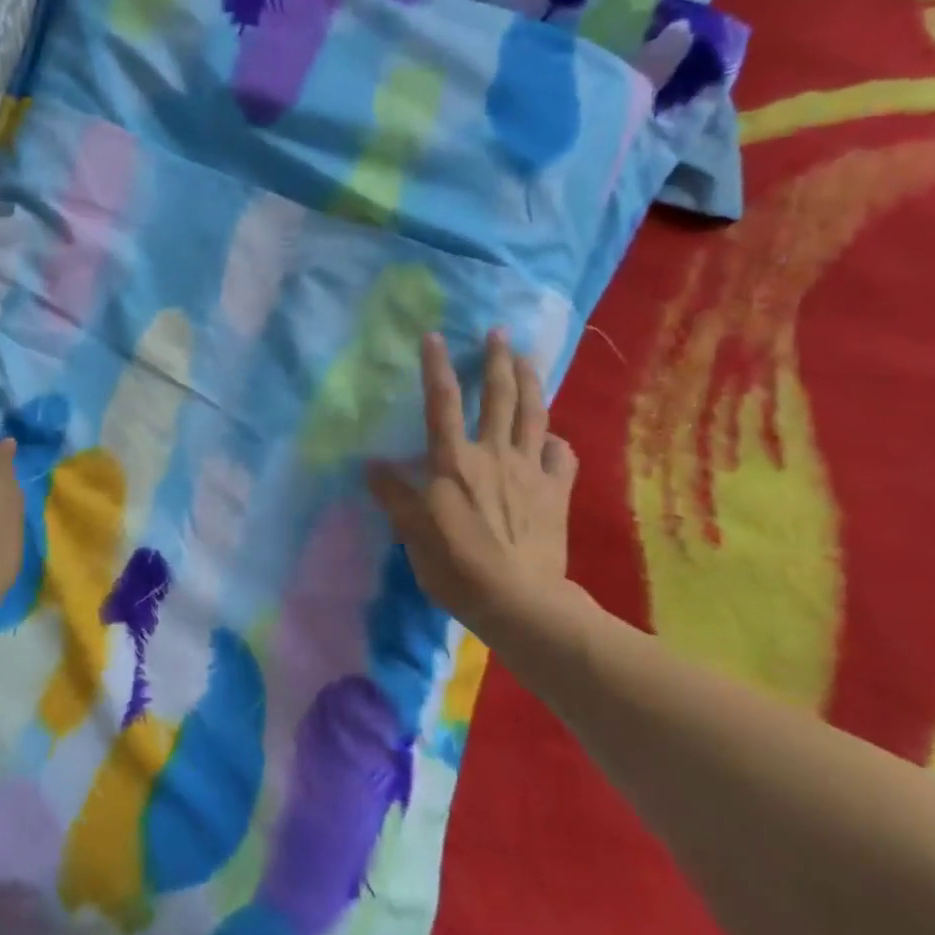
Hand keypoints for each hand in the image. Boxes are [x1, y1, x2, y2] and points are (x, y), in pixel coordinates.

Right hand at [367, 330, 583, 641]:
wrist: (520, 601)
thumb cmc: (456, 566)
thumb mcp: (412, 533)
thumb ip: (394, 495)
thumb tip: (372, 465)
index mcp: (453, 461)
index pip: (442, 402)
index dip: (437, 366)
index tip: (435, 336)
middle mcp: (493, 454)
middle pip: (498, 397)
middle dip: (498, 360)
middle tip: (500, 332)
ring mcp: (530, 470)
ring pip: (534, 415)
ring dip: (530, 382)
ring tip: (527, 359)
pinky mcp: (556, 491)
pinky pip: (562, 455)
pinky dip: (557, 440)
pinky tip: (552, 436)